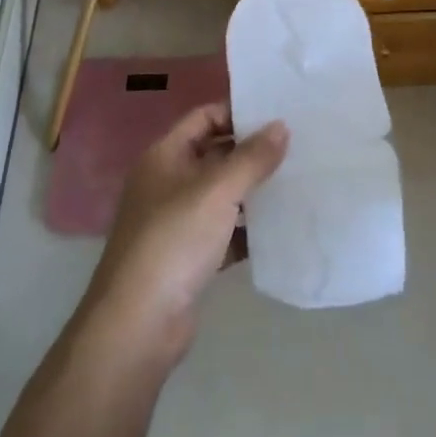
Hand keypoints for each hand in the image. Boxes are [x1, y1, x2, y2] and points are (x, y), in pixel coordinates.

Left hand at [82, 104, 287, 363]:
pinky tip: (280, 228)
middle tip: (297, 146)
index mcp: (165, 156)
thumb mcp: (217, 191)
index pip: (204, 117)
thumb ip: (252, 157)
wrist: (138, 324)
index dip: (237, 112)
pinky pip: (224, 232)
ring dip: (253, 190)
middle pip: (214, 154)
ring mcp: (176, 221)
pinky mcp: (189, 257)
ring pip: (221, 194)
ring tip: (297, 181)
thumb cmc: (173, 241)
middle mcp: (167, 182)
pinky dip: (247, 229)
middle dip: (251, 151)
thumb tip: (281, 125)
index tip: (277, 114)